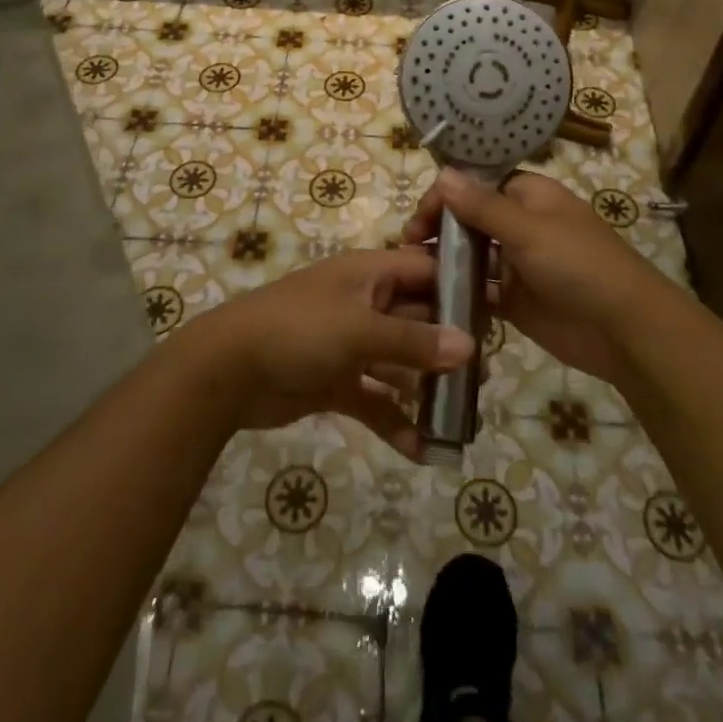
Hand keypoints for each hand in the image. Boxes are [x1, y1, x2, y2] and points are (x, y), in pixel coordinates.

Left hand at [192, 248, 474, 460]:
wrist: (226, 370)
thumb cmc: (298, 331)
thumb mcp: (360, 330)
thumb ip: (415, 341)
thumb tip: (470, 346)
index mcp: (370, 274)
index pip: (426, 271)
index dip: (459, 288)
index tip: (496, 315)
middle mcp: (364, 304)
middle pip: (418, 320)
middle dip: (449, 348)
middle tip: (486, 378)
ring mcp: (350, 344)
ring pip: (400, 363)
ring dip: (426, 388)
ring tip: (463, 417)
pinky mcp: (336, 381)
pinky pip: (376, 399)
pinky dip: (395, 421)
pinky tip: (422, 450)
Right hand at [404, 169, 674, 388]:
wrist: (624, 331)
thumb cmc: (580, 266)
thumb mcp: (530, 231)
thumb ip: (483, 206)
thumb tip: (443, 173)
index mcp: (529, 196)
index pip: (476, 185)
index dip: (446, 196)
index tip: (419, 219)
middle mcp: (521, 225)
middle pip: (469, 219)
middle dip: (438, 229)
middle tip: (408, 248)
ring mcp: (517, 264)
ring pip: (471, 255)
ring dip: (444, 261)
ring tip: (410, 273)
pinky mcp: (515, 300)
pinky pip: (480, 290)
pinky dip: (458, 292)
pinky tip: (431, 299)